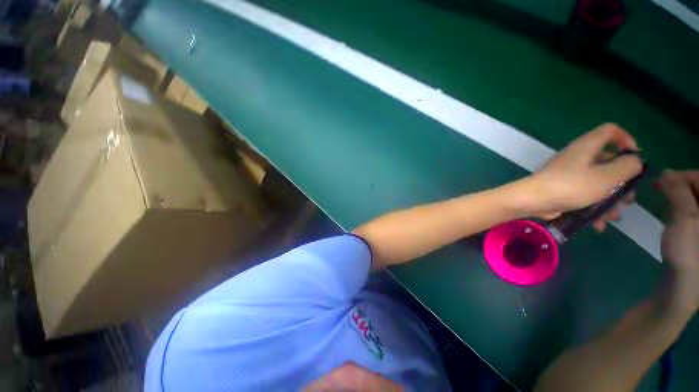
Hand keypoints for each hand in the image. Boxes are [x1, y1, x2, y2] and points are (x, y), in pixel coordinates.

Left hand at [525, 124, 642, 228]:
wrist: (532, 200)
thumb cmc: (571, 186)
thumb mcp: (607, 176)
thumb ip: (627, 166)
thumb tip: (635, 160)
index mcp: (587, 146)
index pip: (610, 130)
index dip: (626, 139)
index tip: (636, 157)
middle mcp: (578, 157)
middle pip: (609, 162)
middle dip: (622, 183)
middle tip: (627, 200)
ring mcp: (569, 173)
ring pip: (598, 182)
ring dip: (609, 200)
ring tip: (611, 217)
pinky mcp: (563, 187)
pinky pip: (585, 194)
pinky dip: (593, 207)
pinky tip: (597, 224)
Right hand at [657, 170, 698, 312]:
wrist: (683, 287)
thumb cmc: (689, 253)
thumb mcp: (684, 219)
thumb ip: (677, 191)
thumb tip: (665, 172)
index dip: (686, 175)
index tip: (664, 178)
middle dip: (682, 184)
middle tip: (660, 186)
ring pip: (697, 198)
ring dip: (680, 193)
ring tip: (663, 196)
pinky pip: (694, 209)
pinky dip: (683, 205)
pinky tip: (672, 209)